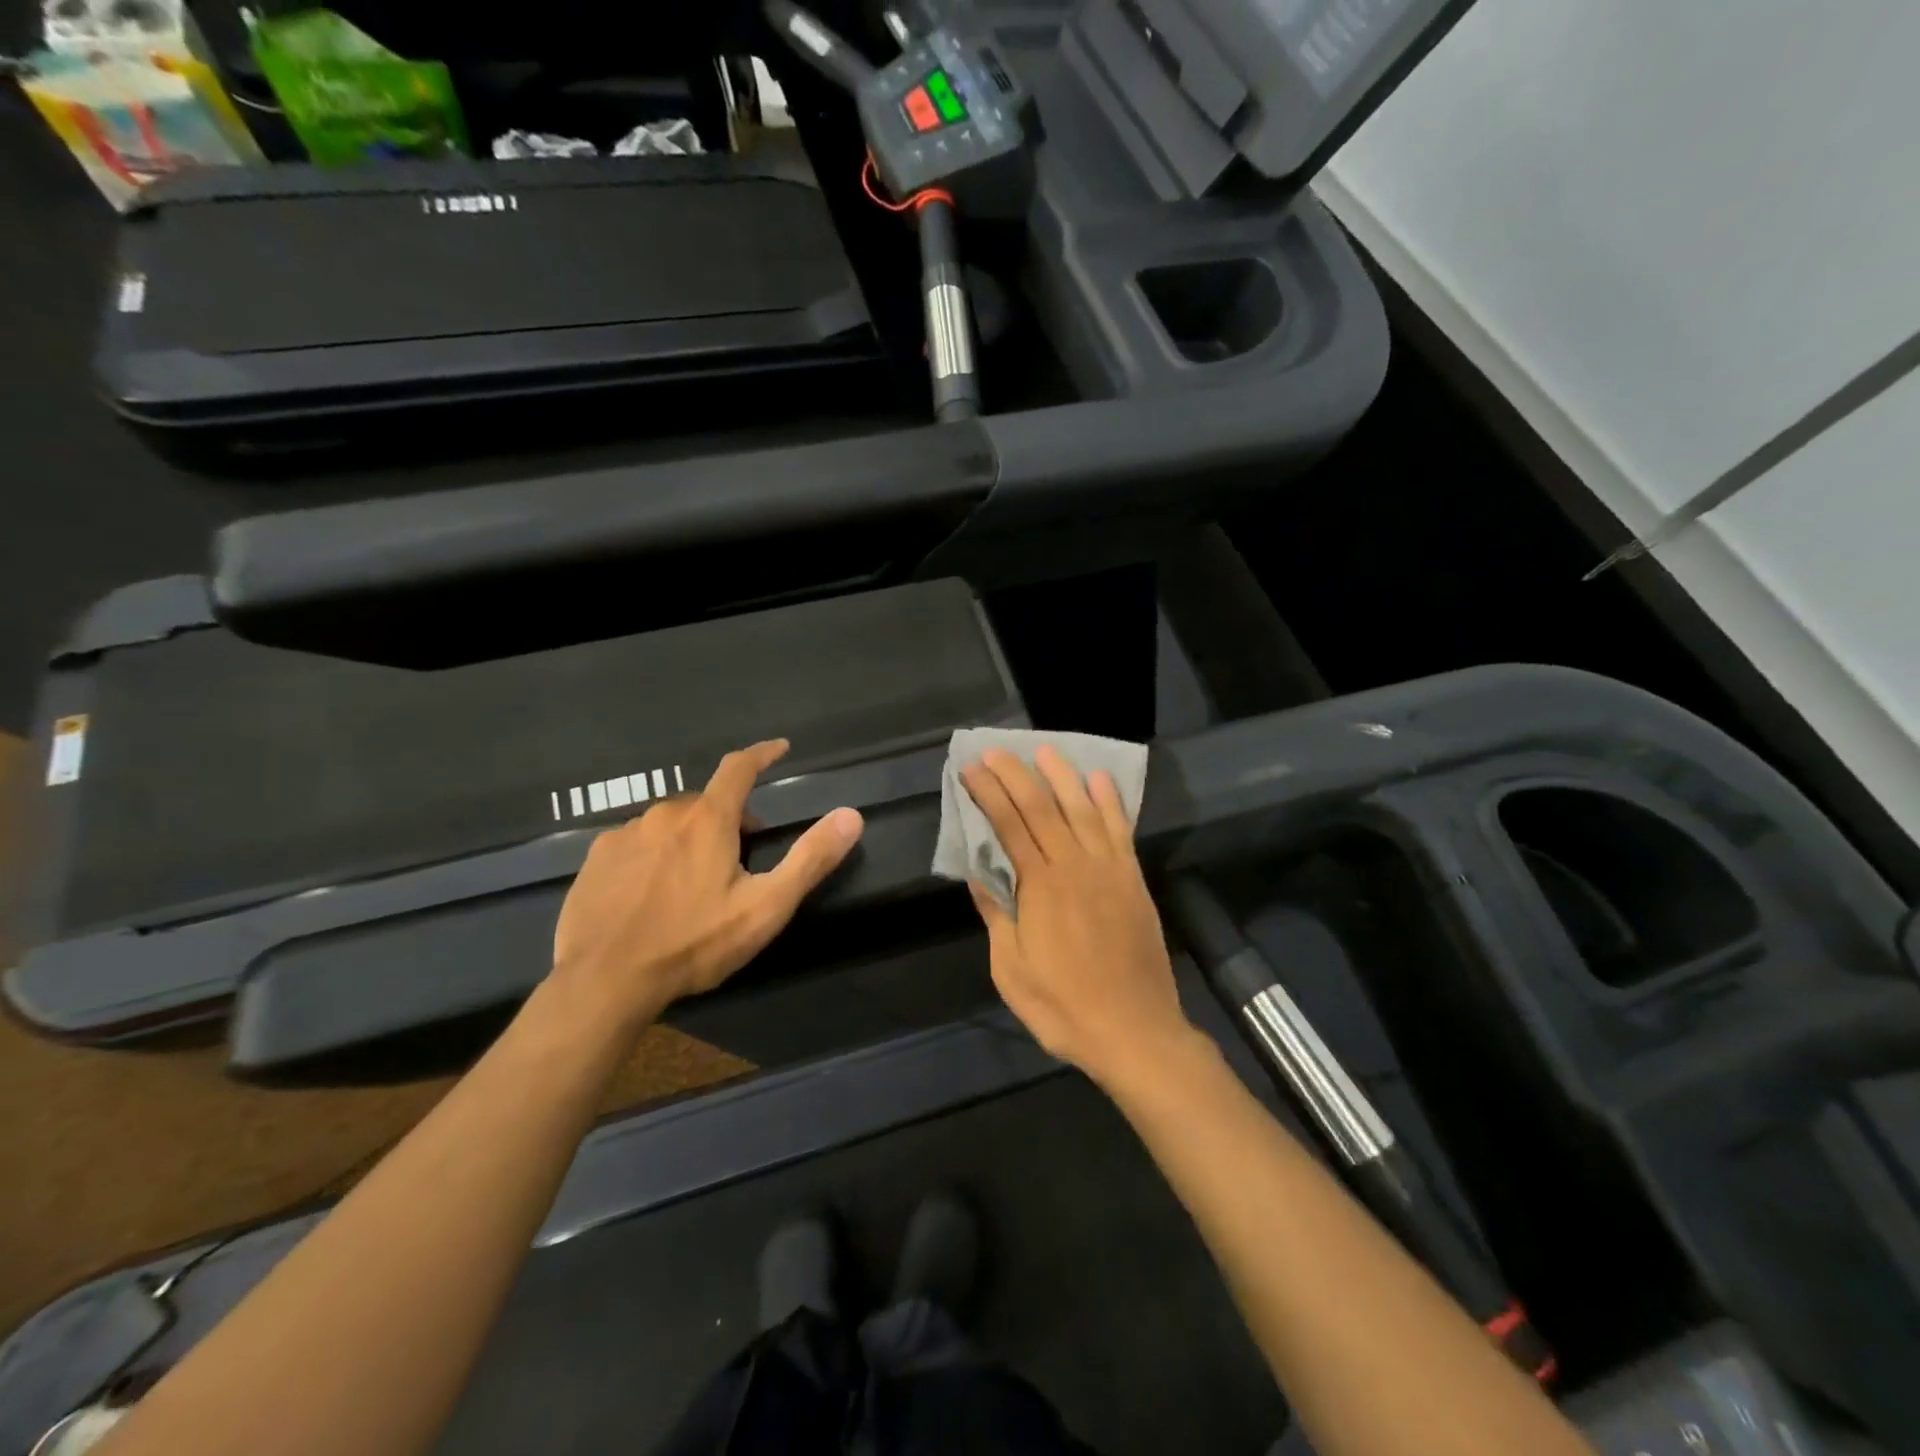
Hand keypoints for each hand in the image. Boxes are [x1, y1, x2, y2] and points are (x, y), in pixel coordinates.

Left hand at [550, 739, 863, 1030]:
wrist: (604, 983)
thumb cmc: (693, 944)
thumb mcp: (765, 907)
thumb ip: (810, 859)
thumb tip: (852, 815)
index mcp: (707, 820)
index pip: (739, 768)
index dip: (762, 754)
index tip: (779, 748)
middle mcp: (663, 815)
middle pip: (706, 803)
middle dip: (729, 819)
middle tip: (741, 858)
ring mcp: (623, 836)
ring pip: (669, 824)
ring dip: (689, 839)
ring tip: (694, 885)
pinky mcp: (595, 860)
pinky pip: (635, 845)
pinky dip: (653, 856)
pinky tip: (652, 895)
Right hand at [960, 746, 1194, 1089]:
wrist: (1135, 1030)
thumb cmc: (1063, 1006)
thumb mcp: (1011, 970)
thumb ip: (997, 915)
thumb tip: (978, 874)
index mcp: (1041, 887)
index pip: (1009, 826)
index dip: (989, 794)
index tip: (971, 769)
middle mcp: (1075, 866)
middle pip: (1042, 808)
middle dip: (1016, 775)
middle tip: (996, 750)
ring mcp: (1109, 870)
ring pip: (1083, 809)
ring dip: (1062, 776)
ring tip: (1045, 750)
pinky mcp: (1134, 880)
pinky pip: (1121, 830)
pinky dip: (1110, 802)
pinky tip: (1100, 780)